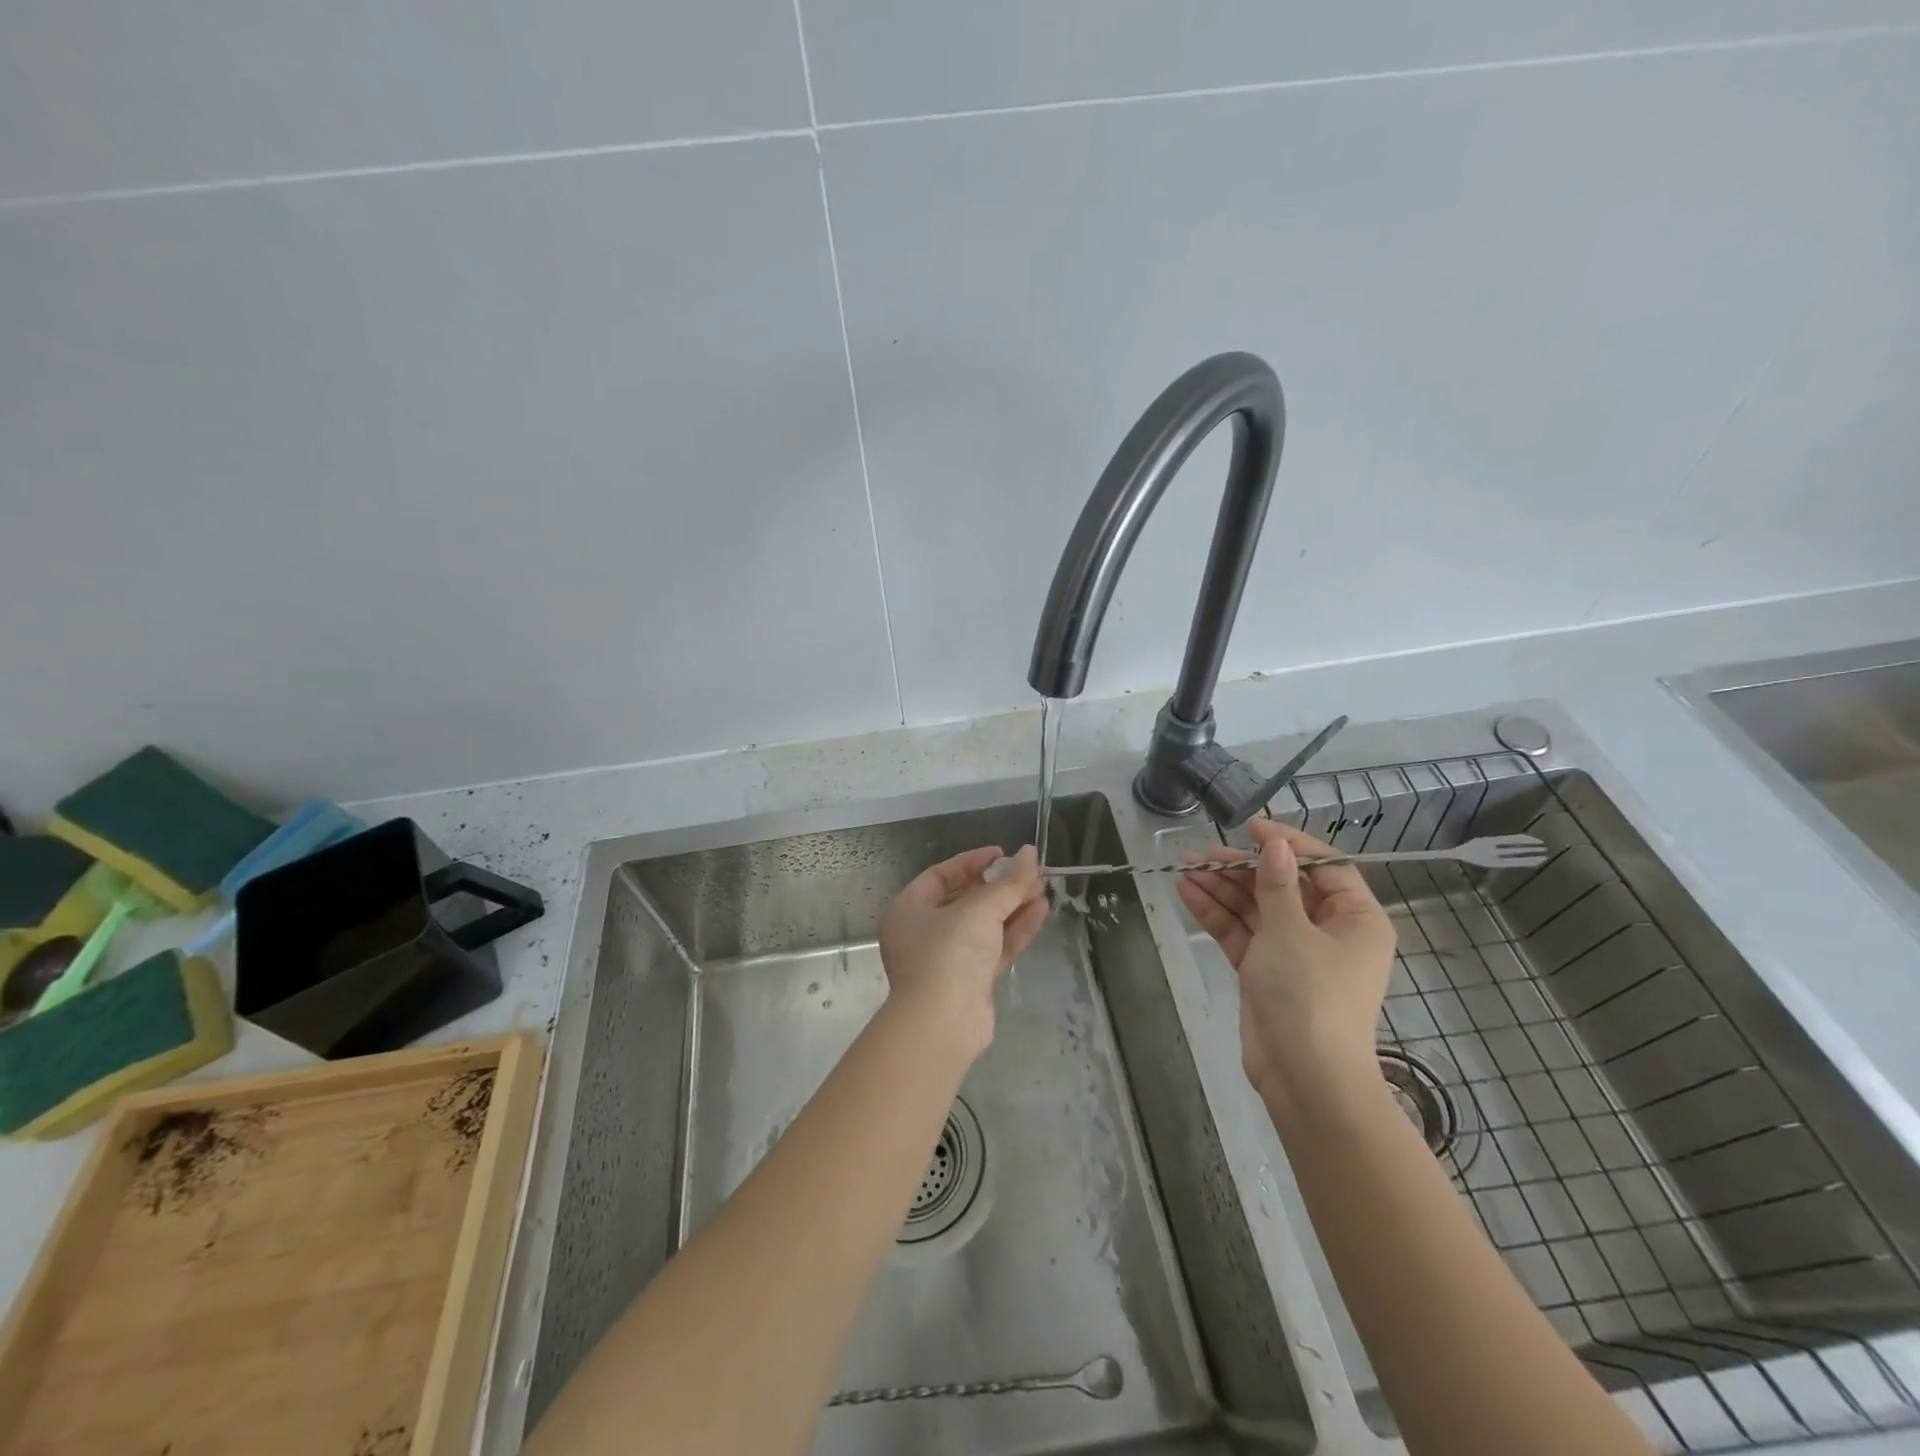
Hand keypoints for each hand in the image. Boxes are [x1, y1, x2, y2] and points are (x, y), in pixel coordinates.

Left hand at [878, 845, 1048, 1053]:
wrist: (943, 1024)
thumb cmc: (948, 954)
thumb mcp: (979, 910)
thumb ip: (1008, 882)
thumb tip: (1031, 853)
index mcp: (909, 909)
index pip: (941, 875)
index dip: (973, 862)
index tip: (1003, 854)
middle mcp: (924, 932)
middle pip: (965, 899)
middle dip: (999, 886)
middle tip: (1030, 872)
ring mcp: (948, 959)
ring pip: (984, 925)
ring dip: (1012, 906)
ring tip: (1043, 888)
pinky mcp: (971, 981)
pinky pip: (994, 947)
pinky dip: (1015, 930)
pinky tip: (1040, 911)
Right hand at [1176, 820, 1396, 1106]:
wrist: (1305, 1079)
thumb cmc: (1310, 996)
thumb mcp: (1290, 932)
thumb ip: (1277, 885)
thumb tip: (1274, 844)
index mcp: (1355, 919)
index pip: (1324, 867)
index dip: (1288, 844)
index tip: (1250, 827)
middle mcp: (1328, 931)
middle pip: (1283, 886)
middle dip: (1242, 869)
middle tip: (1203, 853)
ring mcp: (1295, 953)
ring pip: (1257, 908)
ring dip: (1223, 889)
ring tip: (1185, 869)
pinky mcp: (1266, 972)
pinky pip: (1242, 933)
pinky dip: (1218, 914)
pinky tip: (1188, 892)